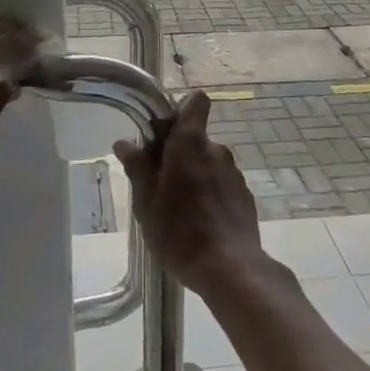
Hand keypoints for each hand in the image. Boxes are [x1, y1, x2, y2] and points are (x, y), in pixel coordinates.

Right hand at [113, 91, 261, 296]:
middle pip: (195, 138)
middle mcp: (216, 150)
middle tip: (158, 184)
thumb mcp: (147, 202)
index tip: (162, 134)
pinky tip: (200, 223)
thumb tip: (125, 142)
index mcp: (190, 144)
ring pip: (208, 162)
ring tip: (178, 210)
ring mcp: (234, 173)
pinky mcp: (244, 195)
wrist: (230, 268)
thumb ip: (138, 168)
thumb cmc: (179, 232)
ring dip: (194, 175)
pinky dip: (210, 194)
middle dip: (178, 153)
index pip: (195, 103)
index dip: (180, 111)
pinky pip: (221, 184)